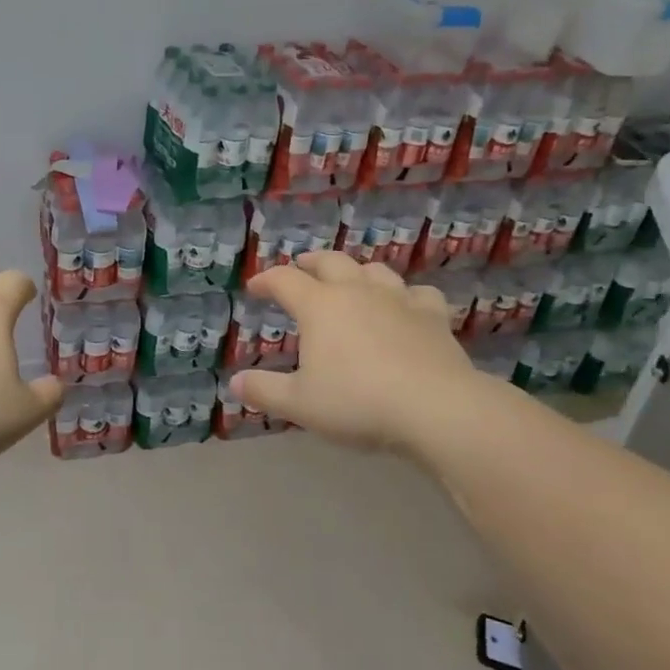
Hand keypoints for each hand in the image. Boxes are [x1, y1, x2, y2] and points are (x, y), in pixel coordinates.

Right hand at [231, 251, 479, 455]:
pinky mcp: (432, 315)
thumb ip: (265, 391)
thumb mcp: (300, 404)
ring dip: (356, 271)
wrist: (435, 407)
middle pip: (330, 262)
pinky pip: (417, 292)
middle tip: (301, 268)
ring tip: (350, 281)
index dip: (266, 281)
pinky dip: (406, 294)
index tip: (255, 288)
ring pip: (373, 269)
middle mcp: (356, 291)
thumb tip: (234, 383)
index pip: (284, 280)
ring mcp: (398, 299)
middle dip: (310, 263)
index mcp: (319, 306)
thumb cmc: (357, 402)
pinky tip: (405, 305)